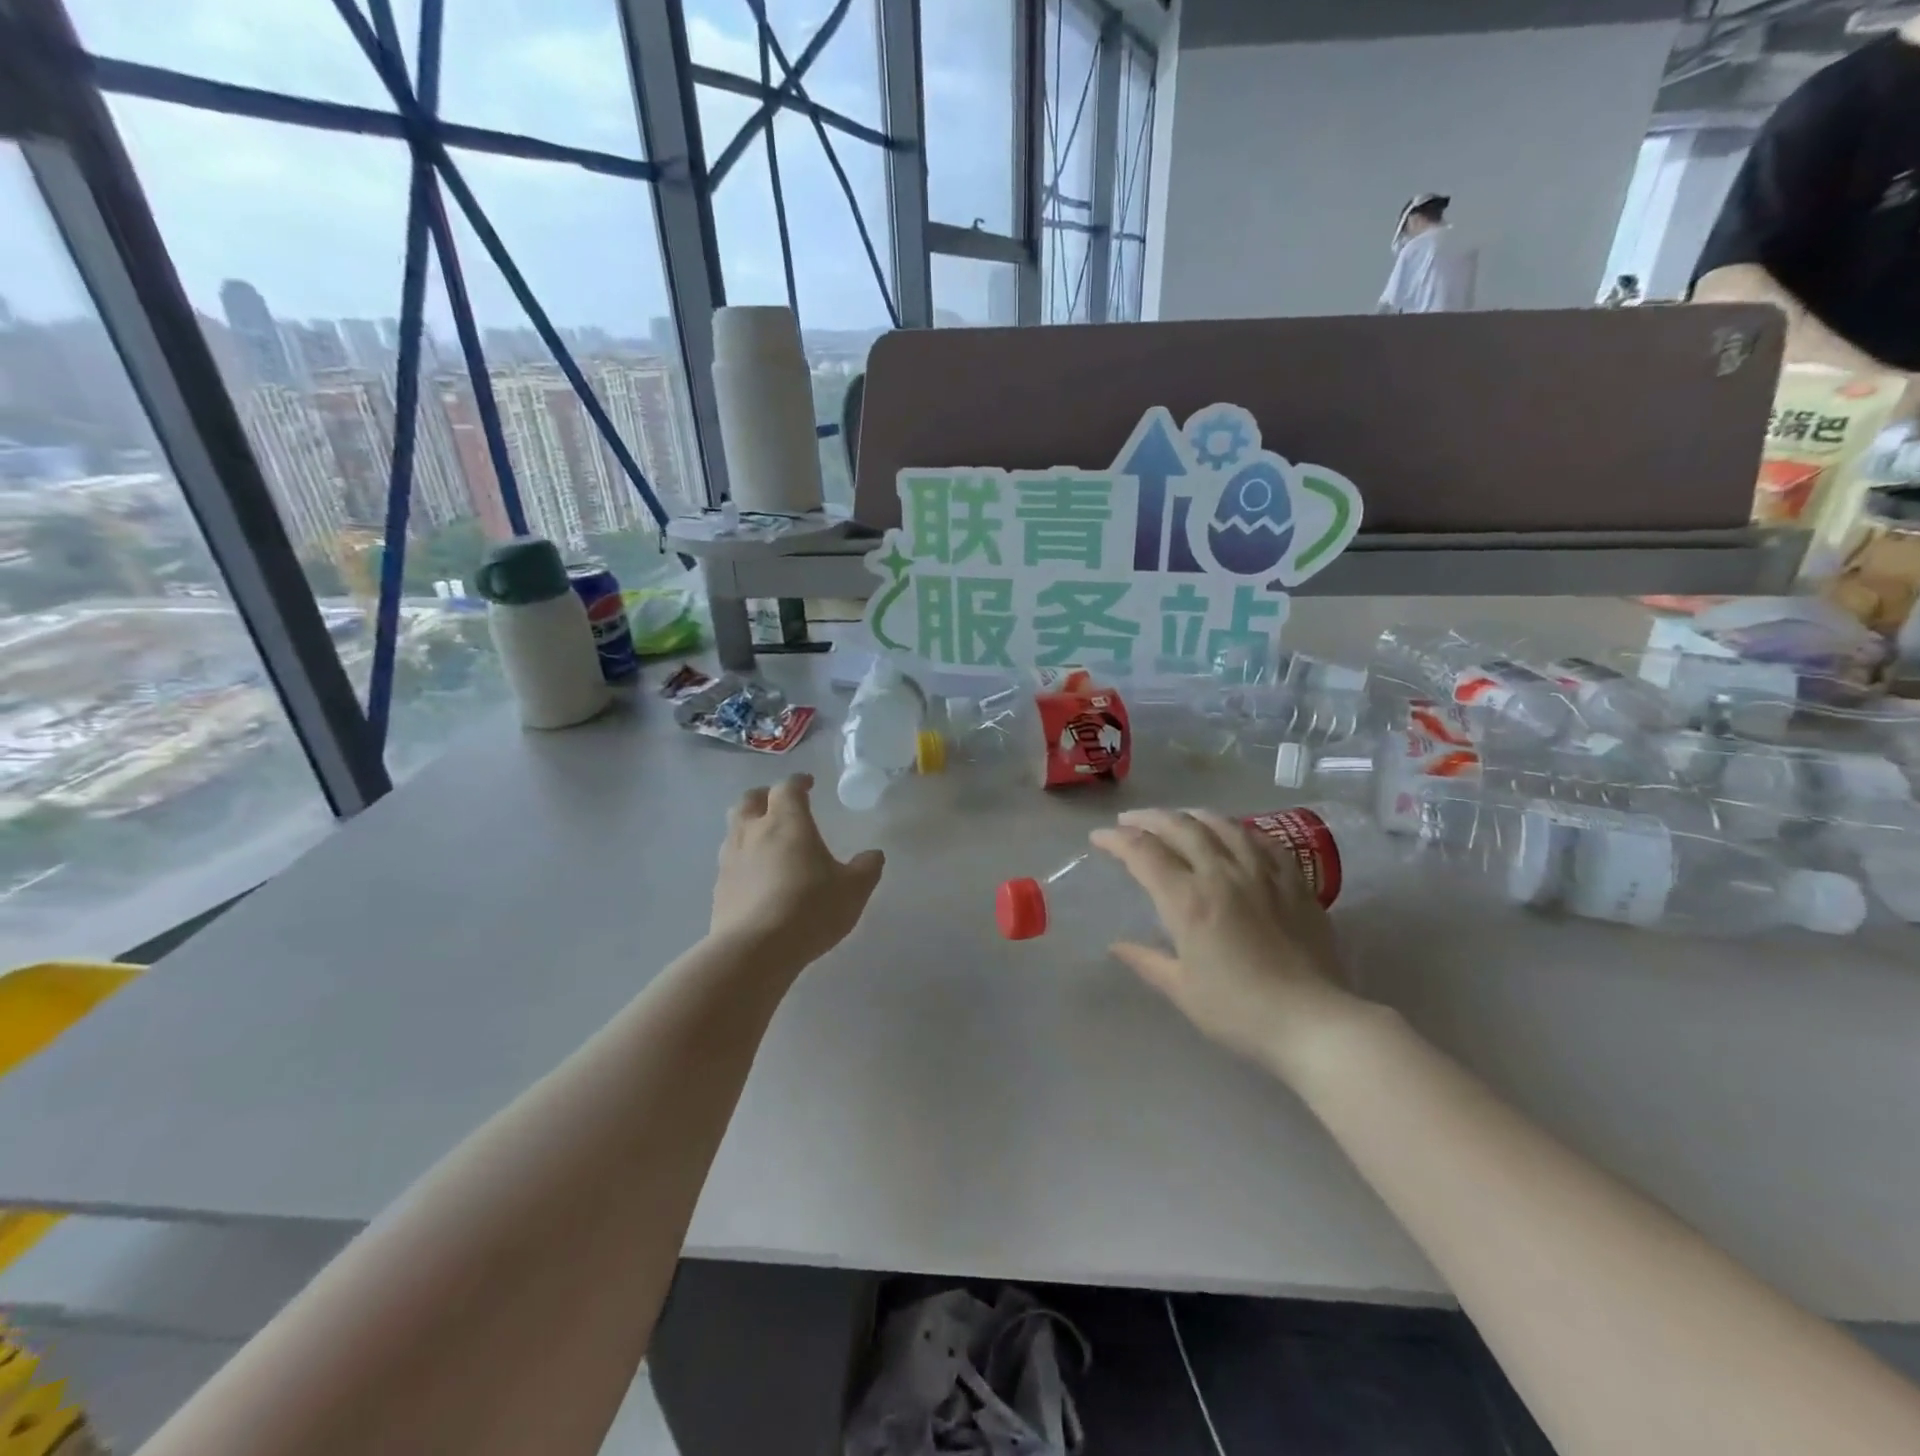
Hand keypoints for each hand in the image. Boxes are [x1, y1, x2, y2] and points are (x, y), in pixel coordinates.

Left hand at [711, 773, 884, 970]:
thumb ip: (866, 868)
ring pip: (734, 828)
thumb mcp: (852, 890)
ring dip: (749, 825)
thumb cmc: (809, 909)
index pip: (788, 788)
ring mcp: (730, 859)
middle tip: (779, 803)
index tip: (808, 784)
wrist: (754, 950)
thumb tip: (874, 855)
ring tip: (766, 838)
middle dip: (765, 796)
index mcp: (787, 822)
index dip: (798, 782)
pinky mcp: (719, 887)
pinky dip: (742, 858)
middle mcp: (753, 832)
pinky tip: (756, 875)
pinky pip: (729, 860)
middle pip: (750, 799)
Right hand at [1091, 809, 1366, 1074]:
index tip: (1099, 838)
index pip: (1143, 853)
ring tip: (1178, 818)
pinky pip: (1263, 840)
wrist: (1314, 1022)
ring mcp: (1262, 873)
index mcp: (1188, 900)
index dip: (1116, 840)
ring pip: (1222, 825)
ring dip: (1192, 816)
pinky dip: (1239, 830)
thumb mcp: (1182, 990)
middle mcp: (1222, 874)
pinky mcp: (1294, 882)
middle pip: (1180, 827)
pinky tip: (1234, 833)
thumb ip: (1146, 961)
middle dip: (1149, 819)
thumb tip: (1117, 945)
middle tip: (1130, 822)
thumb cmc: (1239, 1011)